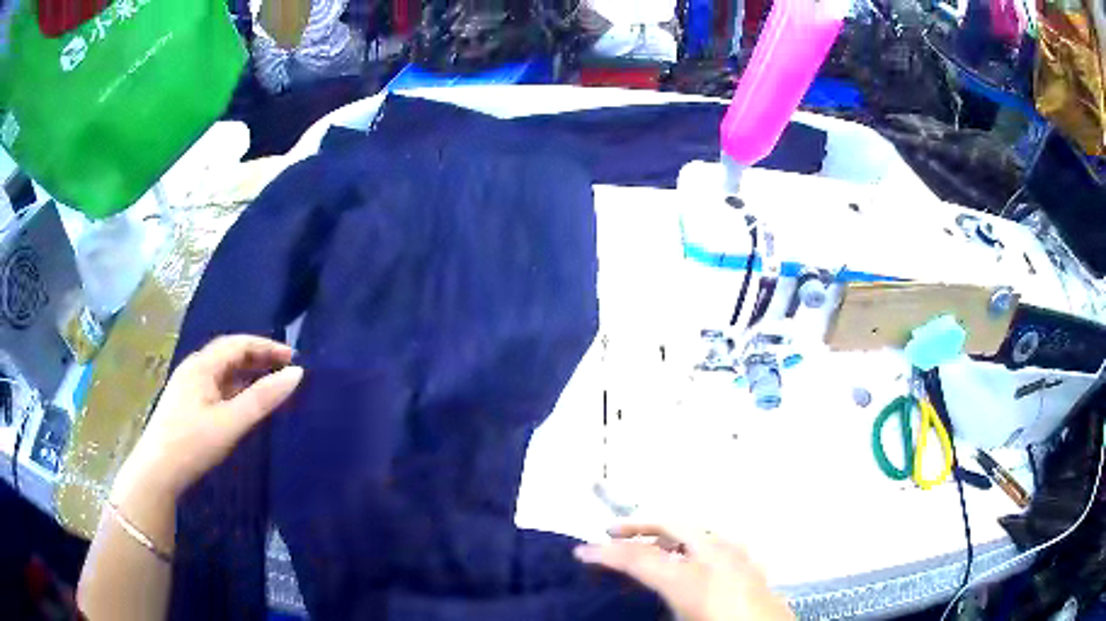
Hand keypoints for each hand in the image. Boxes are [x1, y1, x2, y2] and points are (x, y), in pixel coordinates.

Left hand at [113, 335, 303, 501]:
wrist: (157, 472)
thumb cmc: (192, 443)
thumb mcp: (230, 422)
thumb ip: (262, 398)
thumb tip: (297, 373)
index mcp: (202, 366)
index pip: (238, 344)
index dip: (266, 346)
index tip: (293, 357)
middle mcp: (193, 369)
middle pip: (229, 354)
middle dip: (257, 357)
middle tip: (284, 370)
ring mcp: (188, 387)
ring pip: (222, 371)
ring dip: (246, 373)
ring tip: (269, 385)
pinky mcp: (186, 404)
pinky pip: (215, 387)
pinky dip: (235, 388)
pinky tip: (243, 403)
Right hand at [574, 524, 793, 620]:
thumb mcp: (679, 617)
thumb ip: (655, 591)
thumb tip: (637, 580)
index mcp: (692, 578)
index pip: (639, 558)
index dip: (607, 553)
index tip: (581, 551)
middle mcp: (716, 557)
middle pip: (671, 526)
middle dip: (638, 526)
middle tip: (611, 533)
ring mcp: (738, 556)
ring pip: (696, 530)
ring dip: (668, 532)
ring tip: (649, 544)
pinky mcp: (751, 563)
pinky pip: (716, 541)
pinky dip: (694, 542)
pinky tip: (691, 558)